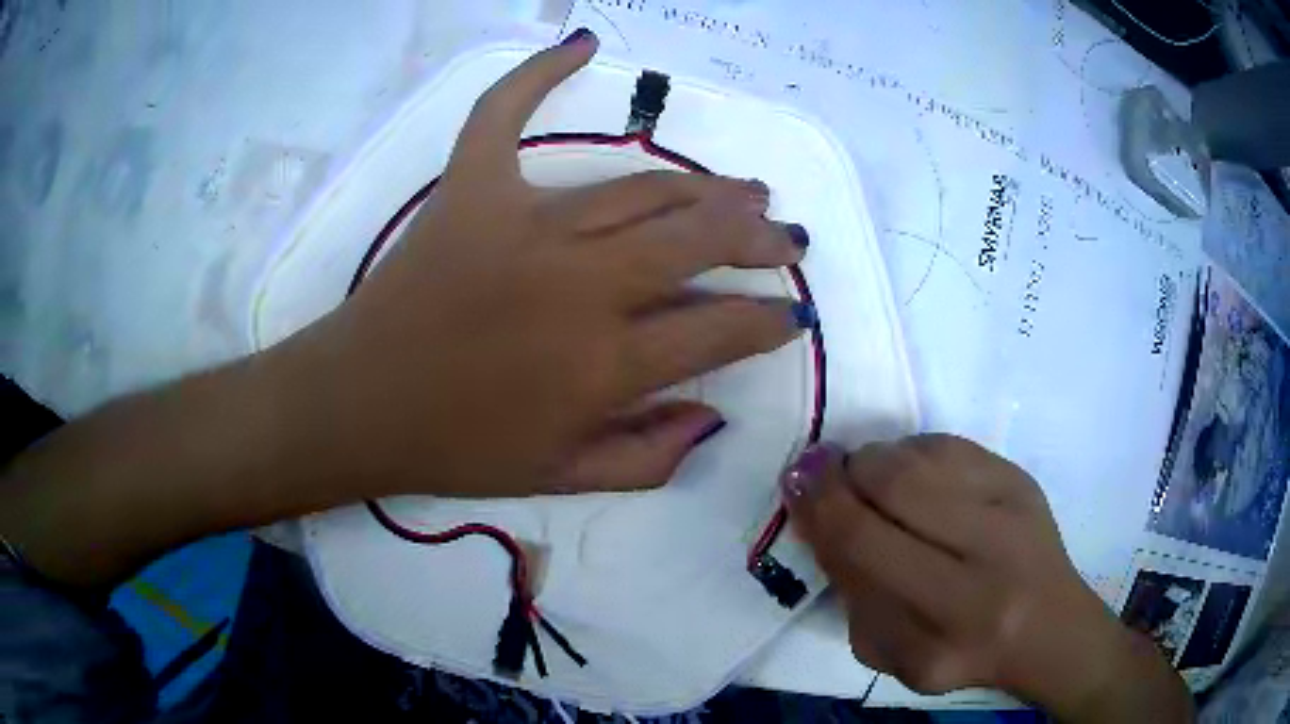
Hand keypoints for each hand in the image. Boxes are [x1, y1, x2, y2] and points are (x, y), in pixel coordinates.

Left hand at [267, 31, 808, 497]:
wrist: (359, 405)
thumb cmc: (457, 449)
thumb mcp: (563, 479)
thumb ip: (650, 458)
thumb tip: (712, 417)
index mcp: (604, 364)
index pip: (722, 330)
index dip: (770, 322)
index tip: (791, 316)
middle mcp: (580, 283)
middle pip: (701, 239)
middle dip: (760, 240)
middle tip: (787, 240)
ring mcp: (522, 223)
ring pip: (641, 186)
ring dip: (705, 185)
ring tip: (745, 190)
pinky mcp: (469, 189)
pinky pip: (502, 113)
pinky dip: (537, 72)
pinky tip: (581, 43)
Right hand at [781, 437, 1192, 721]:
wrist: (1048, 626)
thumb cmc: (963, 654)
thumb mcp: (894, 657)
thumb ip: (854, 597)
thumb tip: (820, 517)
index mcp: (947, 625)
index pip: (865, 546)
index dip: (821, 506)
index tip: (795, 481)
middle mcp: (987, 561)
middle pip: (894, 486)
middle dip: (843, 472)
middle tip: (823, 472)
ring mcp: (1012, 509)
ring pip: (920, 457)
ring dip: (876, 460)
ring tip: (868, 478)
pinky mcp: (1022, 478)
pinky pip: (948, 445)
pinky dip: (912, 453)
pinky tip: (911, 477)